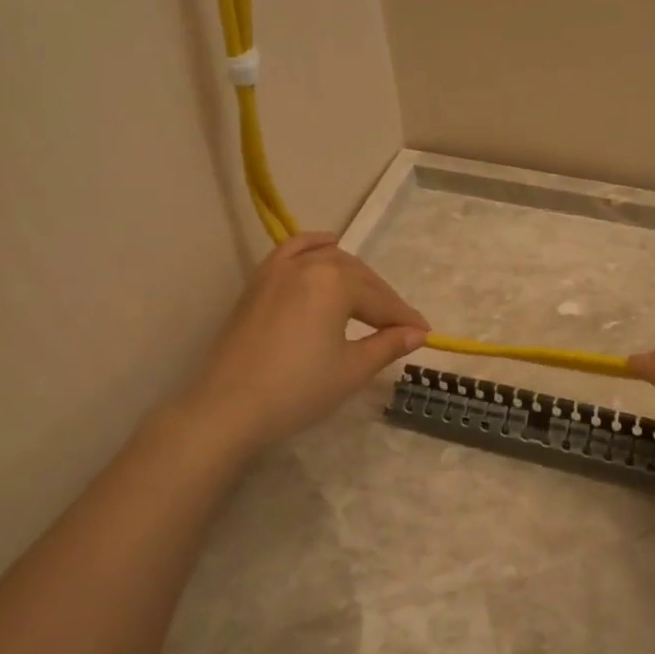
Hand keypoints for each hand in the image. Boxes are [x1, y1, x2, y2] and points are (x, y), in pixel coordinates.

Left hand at [184, 234, 429, 452]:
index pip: (380, 300)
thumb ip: (387, 345)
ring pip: (328, 261)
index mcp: (336, 282)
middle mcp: (309, 265)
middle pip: (358, 277)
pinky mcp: (258, 282)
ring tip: (370, 300)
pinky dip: (314, 246)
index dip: (404, 319)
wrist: (229, 407)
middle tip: (400, 328)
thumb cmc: (298, 390)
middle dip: (382, 300)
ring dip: (354, 278)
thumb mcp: (352, 370)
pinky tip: (328, 246)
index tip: (425, 334)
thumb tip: (417, 333)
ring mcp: (278, 270)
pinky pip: (292, 251)